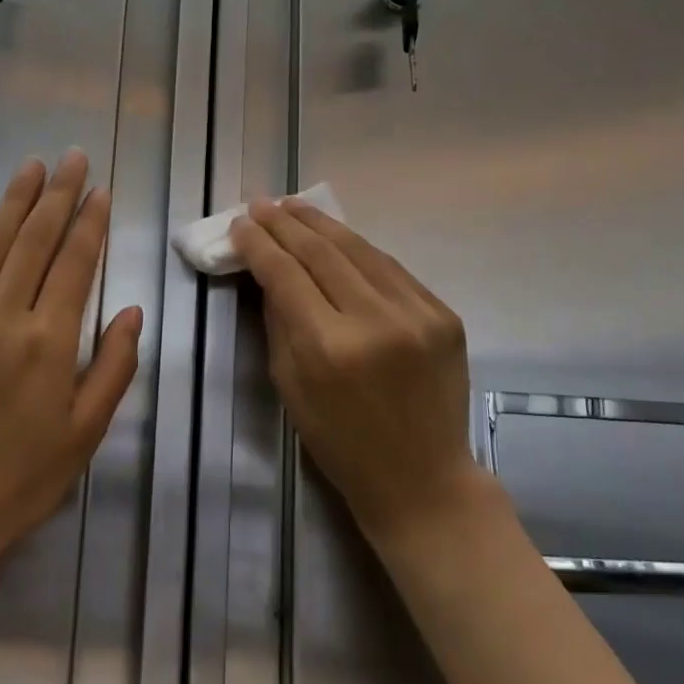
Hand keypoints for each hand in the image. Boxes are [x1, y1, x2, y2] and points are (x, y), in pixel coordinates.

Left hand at [0, 151, 141, 553]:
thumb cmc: (23, 477)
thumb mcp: (86, 431)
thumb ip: (113, 365)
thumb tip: (130, 309)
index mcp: (49, 341)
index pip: (76, 263)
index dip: (91, 222)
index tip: (101, 189)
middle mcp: (4, 318)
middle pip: (35, 242)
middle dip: (58, 195)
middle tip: (72, 157)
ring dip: (13, 203)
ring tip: (31, 167)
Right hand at [231, 197, 483, 542]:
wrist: (423, 478)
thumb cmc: (341, 443)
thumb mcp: (290, 387)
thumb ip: (279, 322)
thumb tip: (268, 271)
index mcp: (329, 348)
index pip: (285, 275)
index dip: (258, 244)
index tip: (239, 223)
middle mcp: (375, 321)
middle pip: (322, 252)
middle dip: (285, 224)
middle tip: (261, 204)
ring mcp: (417, 314)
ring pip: (360, 250)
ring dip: (322, 225)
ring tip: (294, 207)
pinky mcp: (444, 315)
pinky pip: (392, 269)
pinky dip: (360, 249)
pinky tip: (338, 237)